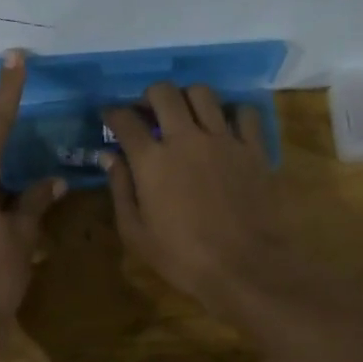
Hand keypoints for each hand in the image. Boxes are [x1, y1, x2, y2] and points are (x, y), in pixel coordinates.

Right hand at [102, 83, 296, 310]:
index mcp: (152, 160)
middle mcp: (186, 139)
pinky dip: (232, 114)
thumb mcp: (136, 233)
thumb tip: (109, 157)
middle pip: (164, 92)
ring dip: (188, 98)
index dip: (112, 114)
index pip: (124, 120)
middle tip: (148, 112)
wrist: (247, 268)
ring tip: (186, 116)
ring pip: (203, 93)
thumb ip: (120, 189)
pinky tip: (225, 128)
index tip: (110, 118)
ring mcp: (223, 140)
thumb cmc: (183, 258)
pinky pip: (244, 113)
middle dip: (149, 96)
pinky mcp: (253, 149)